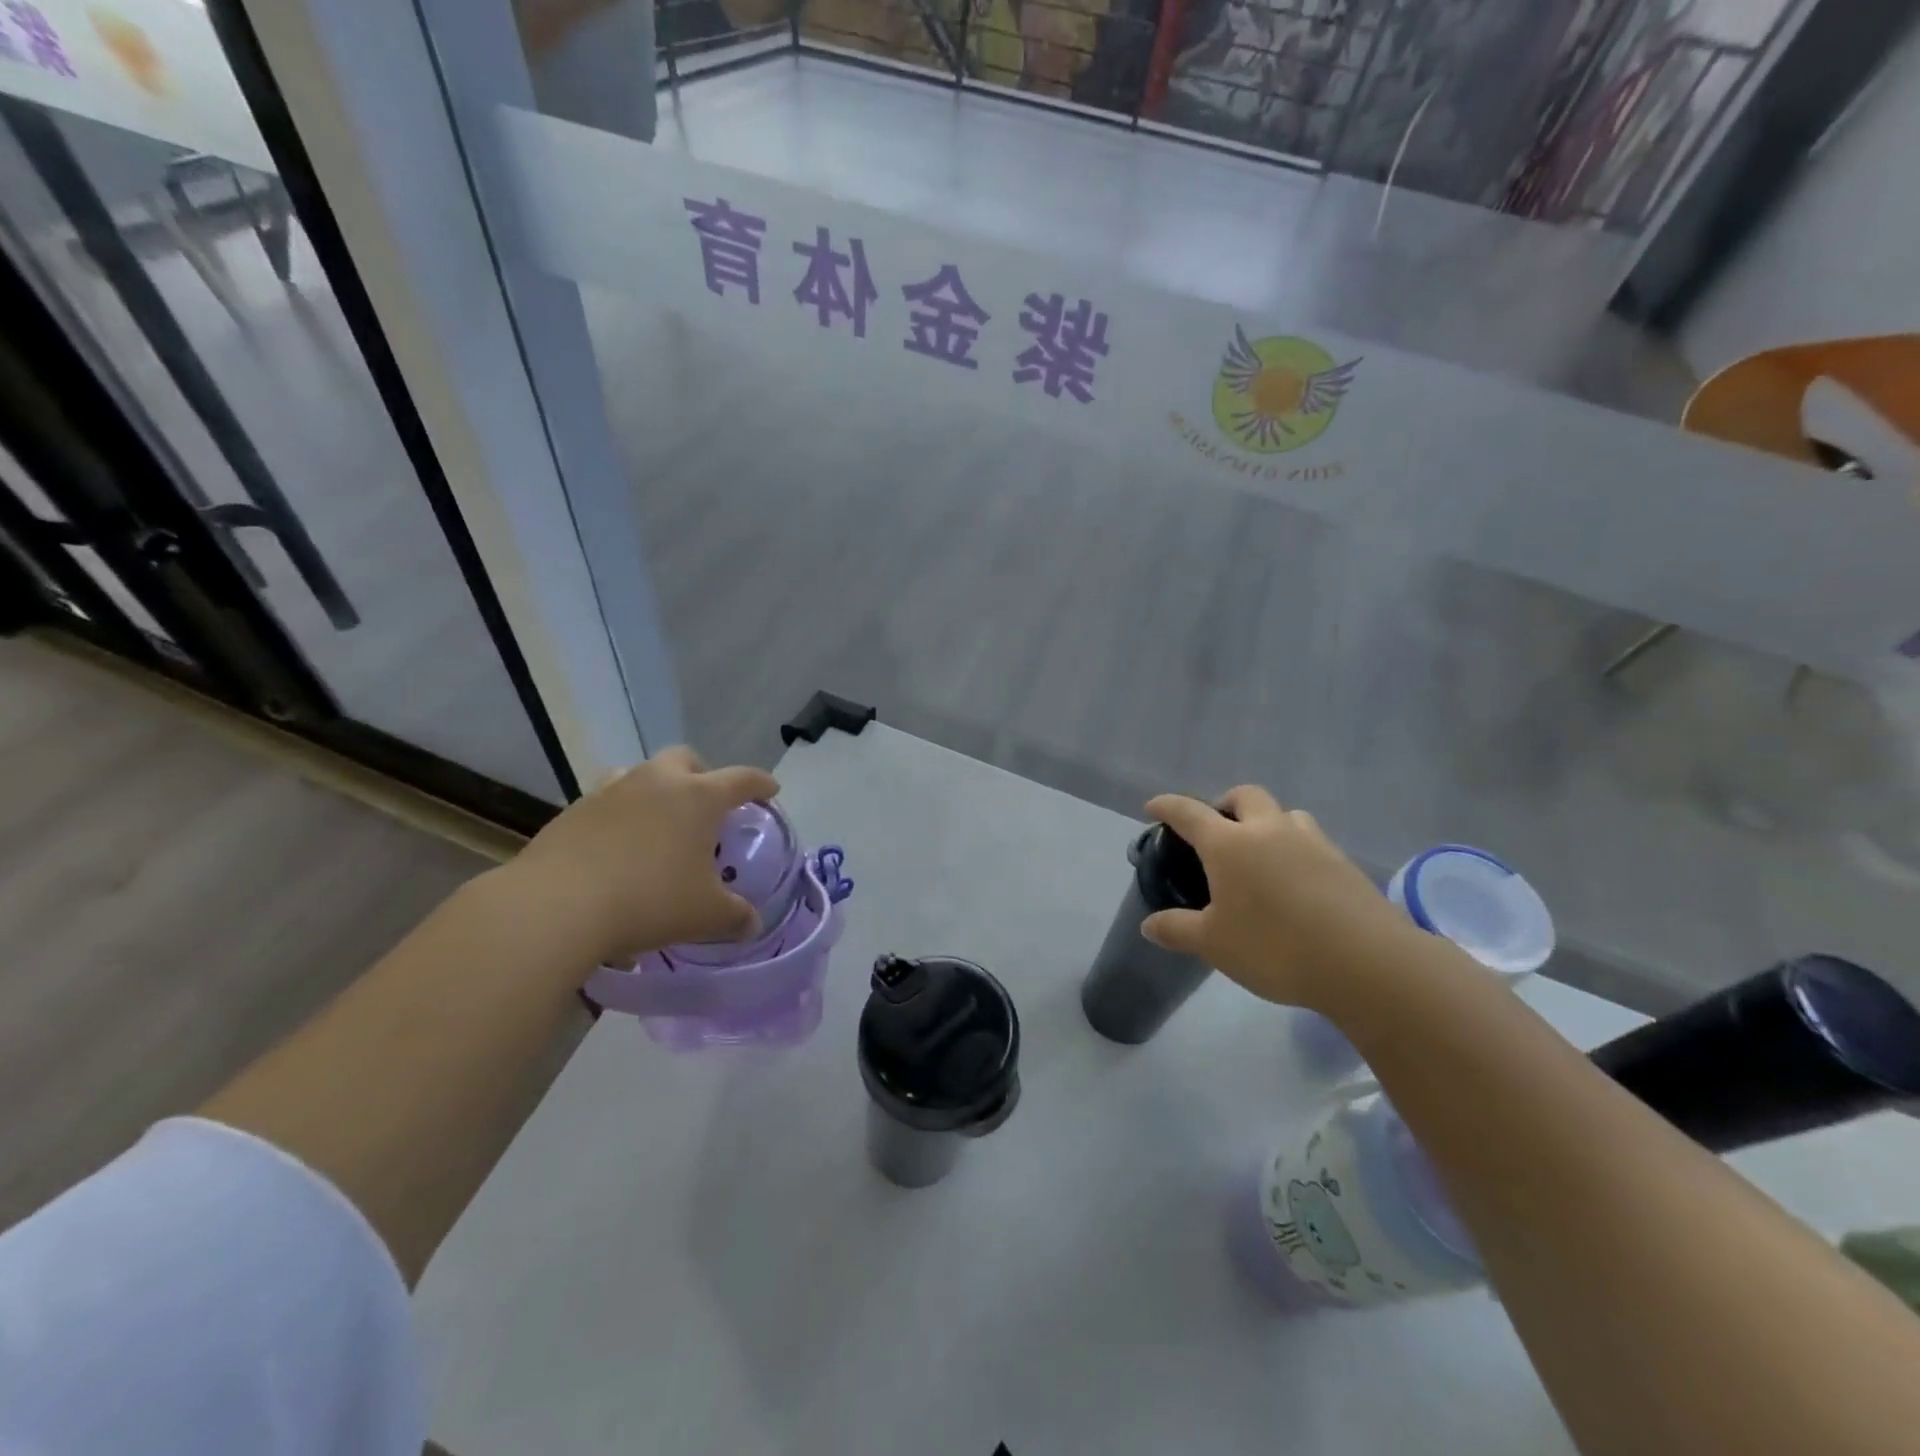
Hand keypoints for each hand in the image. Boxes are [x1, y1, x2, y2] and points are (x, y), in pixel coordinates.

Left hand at [503, 746, 780, 965]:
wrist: (556, 907)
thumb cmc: (649, 901)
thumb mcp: (705, 915)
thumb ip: (735, 917)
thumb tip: (752, 924)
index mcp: (699, 797)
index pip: (742, 779)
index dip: (761, 784)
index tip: (771, 790)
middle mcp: (657, 782)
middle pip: (686, 759)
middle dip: (703, 775)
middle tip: (708, 804)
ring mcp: (611, 791)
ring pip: (640, 774)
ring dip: (656, 790)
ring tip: (658, 824)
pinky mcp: (573, 811)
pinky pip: (607, 802)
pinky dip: (621, 816)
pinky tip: (618, 850)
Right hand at [1140, 786, 1419, 1010]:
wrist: (1366, 962)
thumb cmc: (1274, 947)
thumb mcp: (1214, 944)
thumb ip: (1178, 929)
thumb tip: (1149, 925)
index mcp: (1229, 844)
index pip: (1189, 812)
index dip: (1167, 806)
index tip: (1153, 807)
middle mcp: (1269, 830)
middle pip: (1244, 796)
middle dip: (1225, 804)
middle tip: (1217, 830)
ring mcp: (1312, 842)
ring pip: (1284, 814)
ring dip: (1267, 823)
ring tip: (1261, 855)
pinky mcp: (1344, 863)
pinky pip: (1311, 841)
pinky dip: (1295, 849)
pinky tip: (1295, 883)